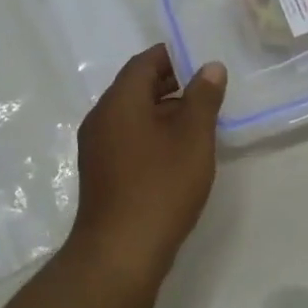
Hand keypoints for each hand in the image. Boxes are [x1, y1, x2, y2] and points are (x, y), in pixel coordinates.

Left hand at [69, 45, 226, 279]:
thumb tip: (210, 67)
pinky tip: (177, 153)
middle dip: (170, 84)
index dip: (172, 56)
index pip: (144, 63)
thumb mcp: (193, 138)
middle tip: (207, 91)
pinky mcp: (101, 173)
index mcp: (119, 102)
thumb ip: (203, 98)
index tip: (201, 60)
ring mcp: (97, 147)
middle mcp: (101, 118)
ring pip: (132, 115)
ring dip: (163, 112)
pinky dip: (152, 134)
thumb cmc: (160, 186)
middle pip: (135, 87)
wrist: (121, 250)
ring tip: (199, 123)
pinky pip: (127, 139)